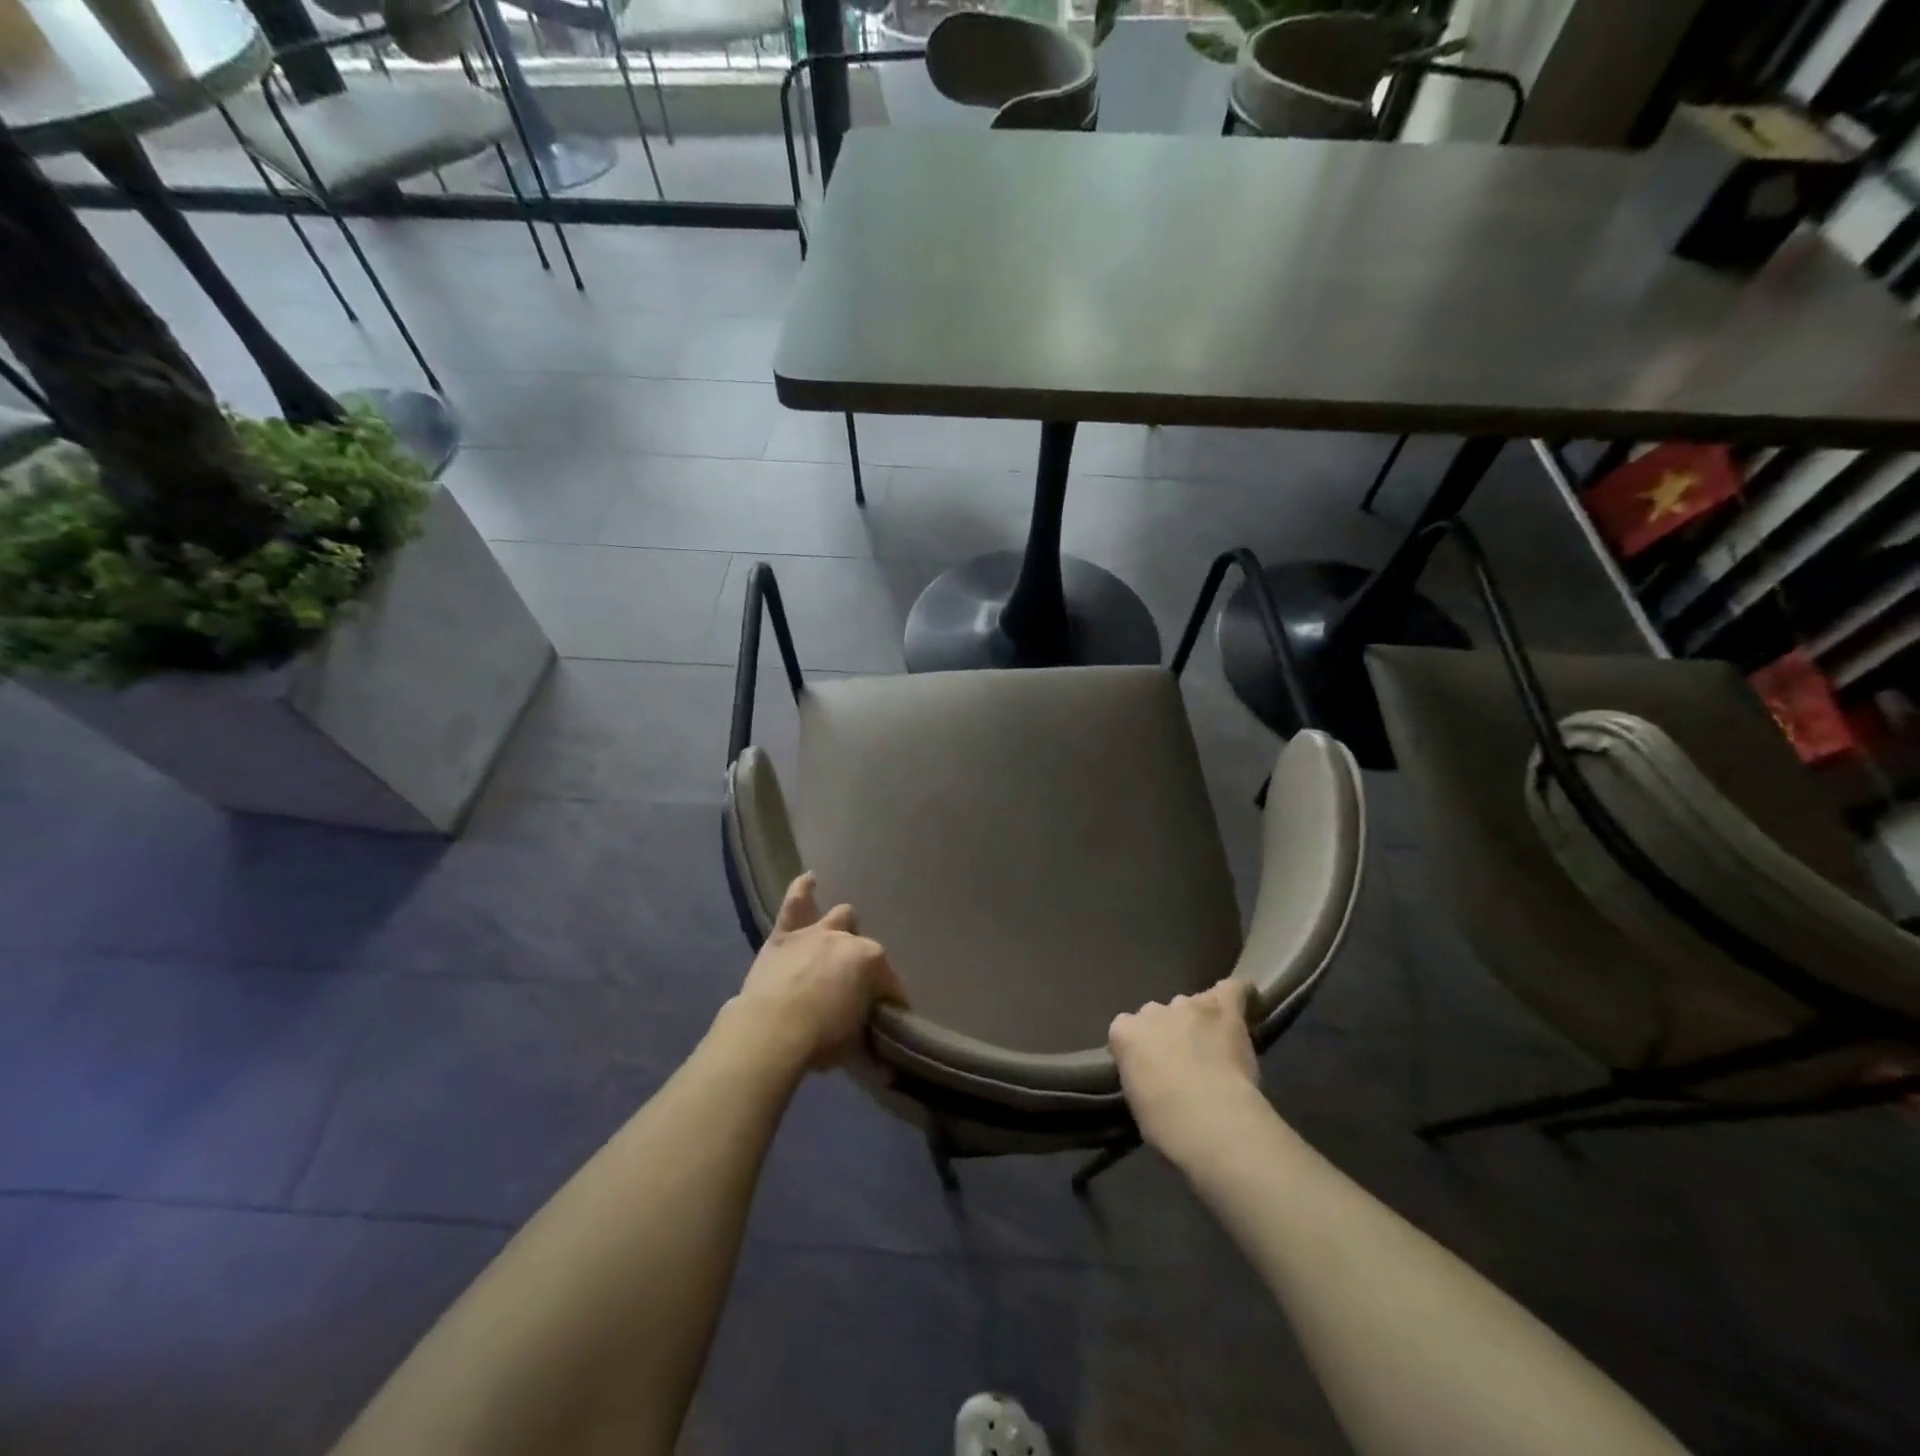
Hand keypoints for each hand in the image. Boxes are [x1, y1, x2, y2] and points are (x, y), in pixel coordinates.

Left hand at [727, 873, 906, 1071]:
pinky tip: (809, 879)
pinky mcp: (785, 935)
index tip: (887, 1021)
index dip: (891, 1004)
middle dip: (864, 967)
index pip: (891, 985)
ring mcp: (816, 932)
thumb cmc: (820, 1039)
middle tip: (855, 991)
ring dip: (842, 928)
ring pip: (840, 917)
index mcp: (872, 962)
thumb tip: (886, 1071)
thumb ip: (870, 1046)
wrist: (771, 1030)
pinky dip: (803, 890)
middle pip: (866, 950)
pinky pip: (795, 902)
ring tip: (840, 937)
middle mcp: (848, 939)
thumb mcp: (854, 1046)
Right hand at [1109, 979, 1262, 1162]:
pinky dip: (1238, 994)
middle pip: (1158, 1013)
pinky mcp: (1224, 1011)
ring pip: (1192, 1004)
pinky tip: (1243, 999)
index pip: (1126, 1030)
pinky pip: (1232, 990)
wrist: (1210, 1120)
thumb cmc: (1167, 1124)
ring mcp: (1189, 1007)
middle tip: (1183, 1060)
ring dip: (1199, 1019)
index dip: (1140, 1048)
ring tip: (1212, 1042)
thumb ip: (1141, 1074)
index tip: (1150, 1068)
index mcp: (1125, 1033)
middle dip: (1169, 1031)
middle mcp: (1152, 1011)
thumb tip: (1153, 1074)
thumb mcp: (1137, 1101)